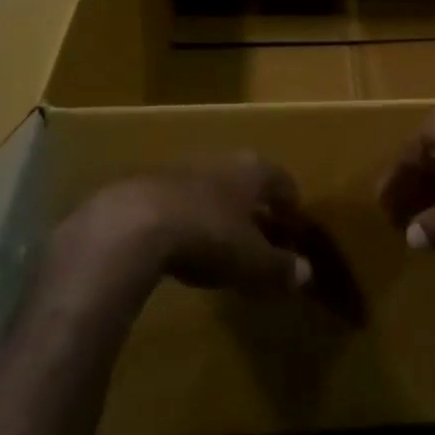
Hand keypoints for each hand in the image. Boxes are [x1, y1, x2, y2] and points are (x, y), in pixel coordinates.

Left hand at [50, 154, 313, 309]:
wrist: (129, 225)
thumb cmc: (207, 236)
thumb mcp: (252, 261)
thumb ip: (280, 267)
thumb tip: (305, 272)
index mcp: (251, 172)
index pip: (281, 181)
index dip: (290, 204)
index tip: (293, 224)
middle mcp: (218, 161)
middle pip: (244, 181)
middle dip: (253, 206)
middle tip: (259, 234)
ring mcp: (177, 170)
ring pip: (208, 188)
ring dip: (216, 210)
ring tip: (219, 241)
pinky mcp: (142, 186)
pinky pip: (175, 201)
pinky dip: (184, 219)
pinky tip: (178, 243)